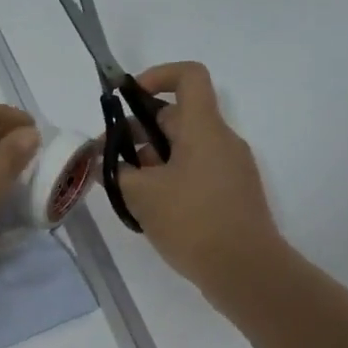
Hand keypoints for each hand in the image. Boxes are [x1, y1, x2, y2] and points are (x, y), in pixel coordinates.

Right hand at [118, 62, 283, 295]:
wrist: (246, 271)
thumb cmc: (192, 222)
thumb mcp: (141, 195)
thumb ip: (115, 172)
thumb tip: (101, 161)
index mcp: (204, 128)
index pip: (189, 76)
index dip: (157, 76)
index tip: (128, 99)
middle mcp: (222, 141)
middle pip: (178, 117)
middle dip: (138, 131)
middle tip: (109, 159)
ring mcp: (230, 169)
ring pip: (184, 148)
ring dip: (151, 159)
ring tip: (124, 189)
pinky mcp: (232, 195)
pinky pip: (196, 172)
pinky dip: (170, 179)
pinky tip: (149, 208)